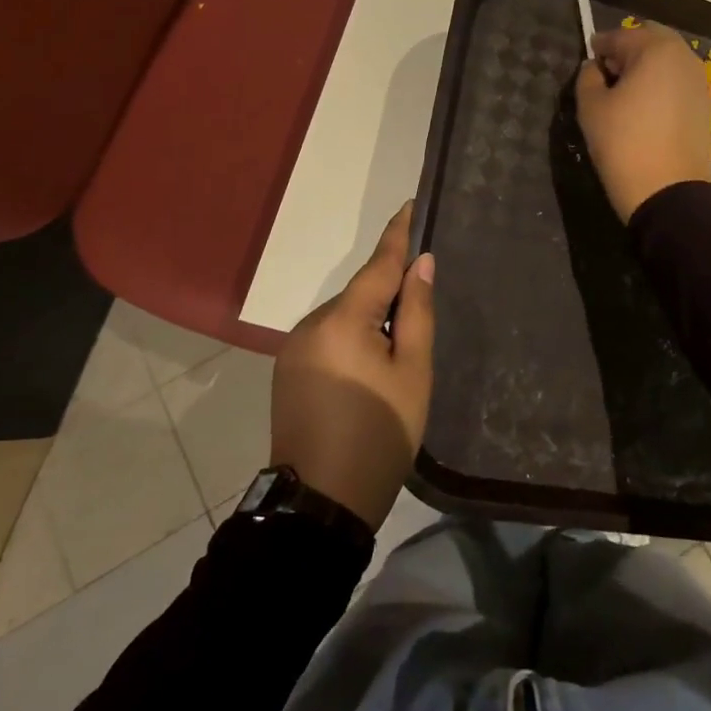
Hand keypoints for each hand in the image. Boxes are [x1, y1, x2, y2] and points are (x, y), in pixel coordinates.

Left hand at [270, 204, 434, 529]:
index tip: (409, 205)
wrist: (319, 505)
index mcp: (343, 321)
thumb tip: (421, 264)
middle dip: (390, 292)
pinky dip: (353, 339)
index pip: (377, 265)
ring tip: (400, 351)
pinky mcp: (288, 372)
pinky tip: (370, 367)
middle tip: (423, 307)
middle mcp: (311, 325)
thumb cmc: (378, 435)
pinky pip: (329, 339)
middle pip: (361, 294)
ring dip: (371, 321)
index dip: (397, 235)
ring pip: (344, 318)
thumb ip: (417, 313)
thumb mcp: (413, 373)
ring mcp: (294, 349)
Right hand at [575, 21, 710, 220]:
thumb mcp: (591, 107)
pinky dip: (661, 86)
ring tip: (625, 92)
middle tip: (607, 73)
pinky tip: (645, 108)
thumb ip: (588, 77)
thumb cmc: (624, 143)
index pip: (621, 36)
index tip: (588, 57)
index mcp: (656, 49)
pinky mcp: (705, 106)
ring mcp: (699, 82)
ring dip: (647, 67)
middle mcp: (684, 57)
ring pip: (668, 61)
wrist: (668, 192)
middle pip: (651, 41)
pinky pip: (678, 83)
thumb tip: (595, 67)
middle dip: (628, 50)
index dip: (600, 46)